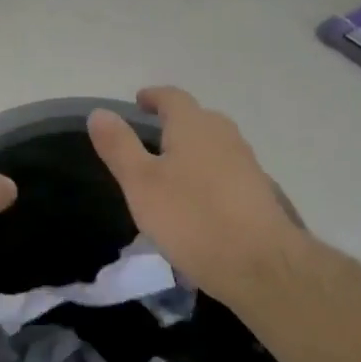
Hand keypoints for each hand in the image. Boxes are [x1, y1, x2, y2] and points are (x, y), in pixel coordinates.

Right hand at [87, 86, 305, 309]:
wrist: (261, 264)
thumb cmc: (192, 218)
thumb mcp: (141, 183)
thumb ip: (119, 146)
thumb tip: (99, 112)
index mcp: (194, 126)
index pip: (172, 97)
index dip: (153, 97)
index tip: (138, 102)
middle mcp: (224, 135)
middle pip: (197, 118)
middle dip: (174, 123)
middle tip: (150, 137)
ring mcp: (246, 163)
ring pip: (213, 145)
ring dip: (192, 150)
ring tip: (170, 170)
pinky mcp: (258, 192)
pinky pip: (226, 171)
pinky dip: (207, 175)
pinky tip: (197, 201)